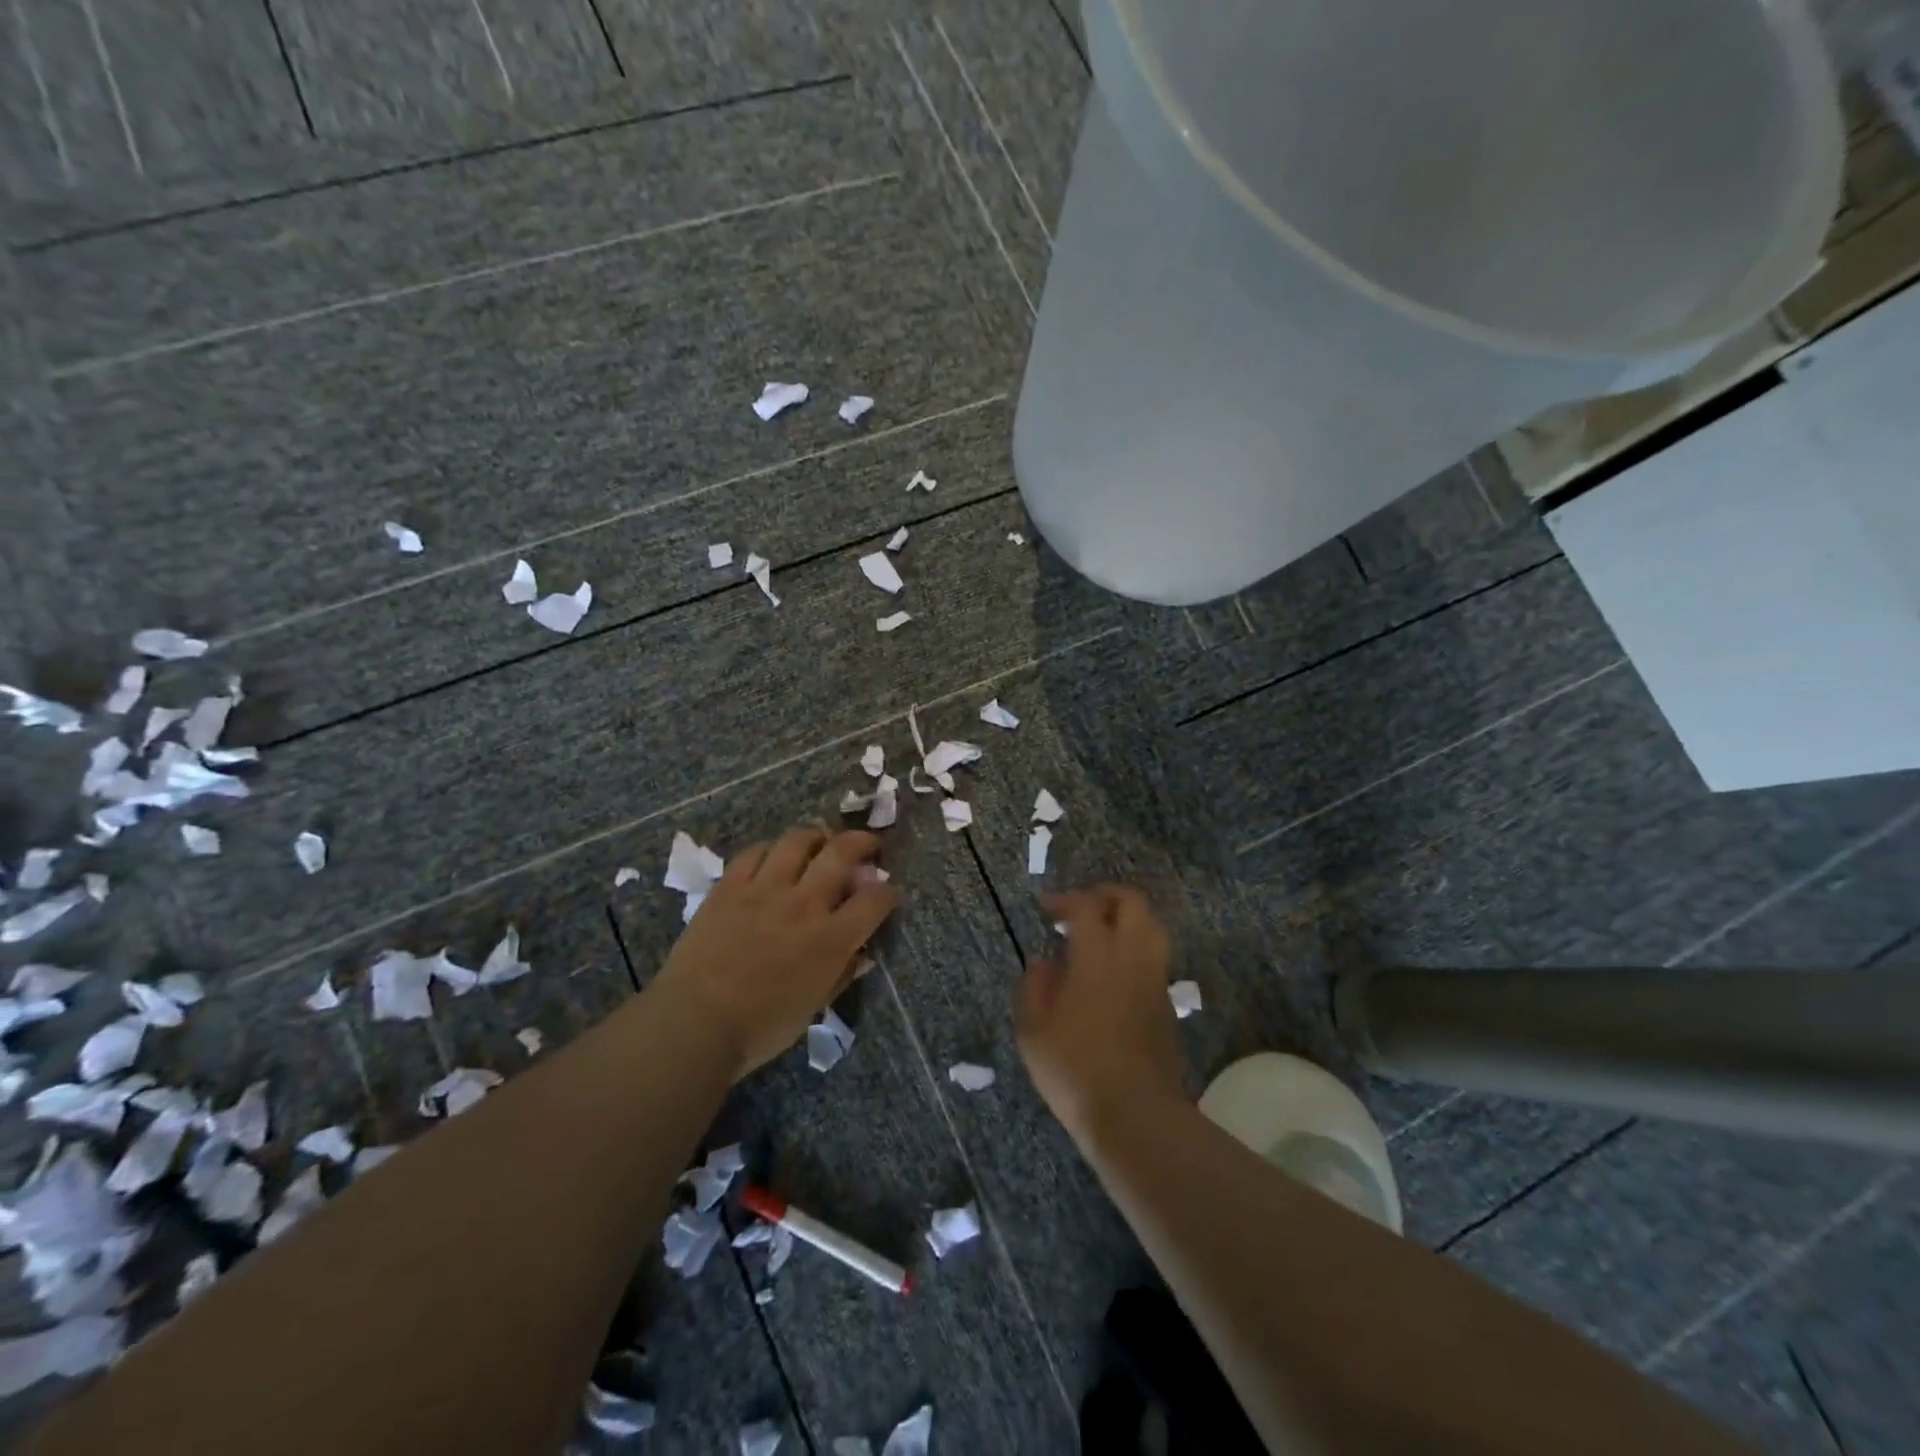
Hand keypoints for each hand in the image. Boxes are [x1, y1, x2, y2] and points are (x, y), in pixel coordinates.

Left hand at [652, 828, 900, 1079]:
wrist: (694, 1024)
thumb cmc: (761, 1028)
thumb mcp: (813, 1007)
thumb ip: (841, 975)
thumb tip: (861, 954)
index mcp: (831, 939)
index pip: (875, 900)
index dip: (889, 893)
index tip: (888, 893)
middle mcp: (804, 904)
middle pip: (841, 853)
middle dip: (863, 843)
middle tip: (867, 846)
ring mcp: (764, 890)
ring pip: (797, 841)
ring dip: (816, 837)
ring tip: (820, 843)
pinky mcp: (730, 886)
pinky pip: (755, 852)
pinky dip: (771, 850)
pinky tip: (774, 857)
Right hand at [1017, 885, 1187, 1149]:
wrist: (1135, 1114)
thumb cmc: (1075, 1069)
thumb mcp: (1033, 1030)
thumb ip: (1033, 986)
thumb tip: (1043, 961)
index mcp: (1096, 956)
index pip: (1087, 906)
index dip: (1066, 900)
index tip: (1046, 908)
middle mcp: (1132, 957)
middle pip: (1132, 903)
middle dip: (1106, 895)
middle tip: (1081, 908)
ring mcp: (1155, 980)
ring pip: (1152, 928)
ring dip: (1127, 920)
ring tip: (1101, 935)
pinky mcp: (1167, 1005)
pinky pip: (1155, 958)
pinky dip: (1136, 950)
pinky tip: (1113, 973)